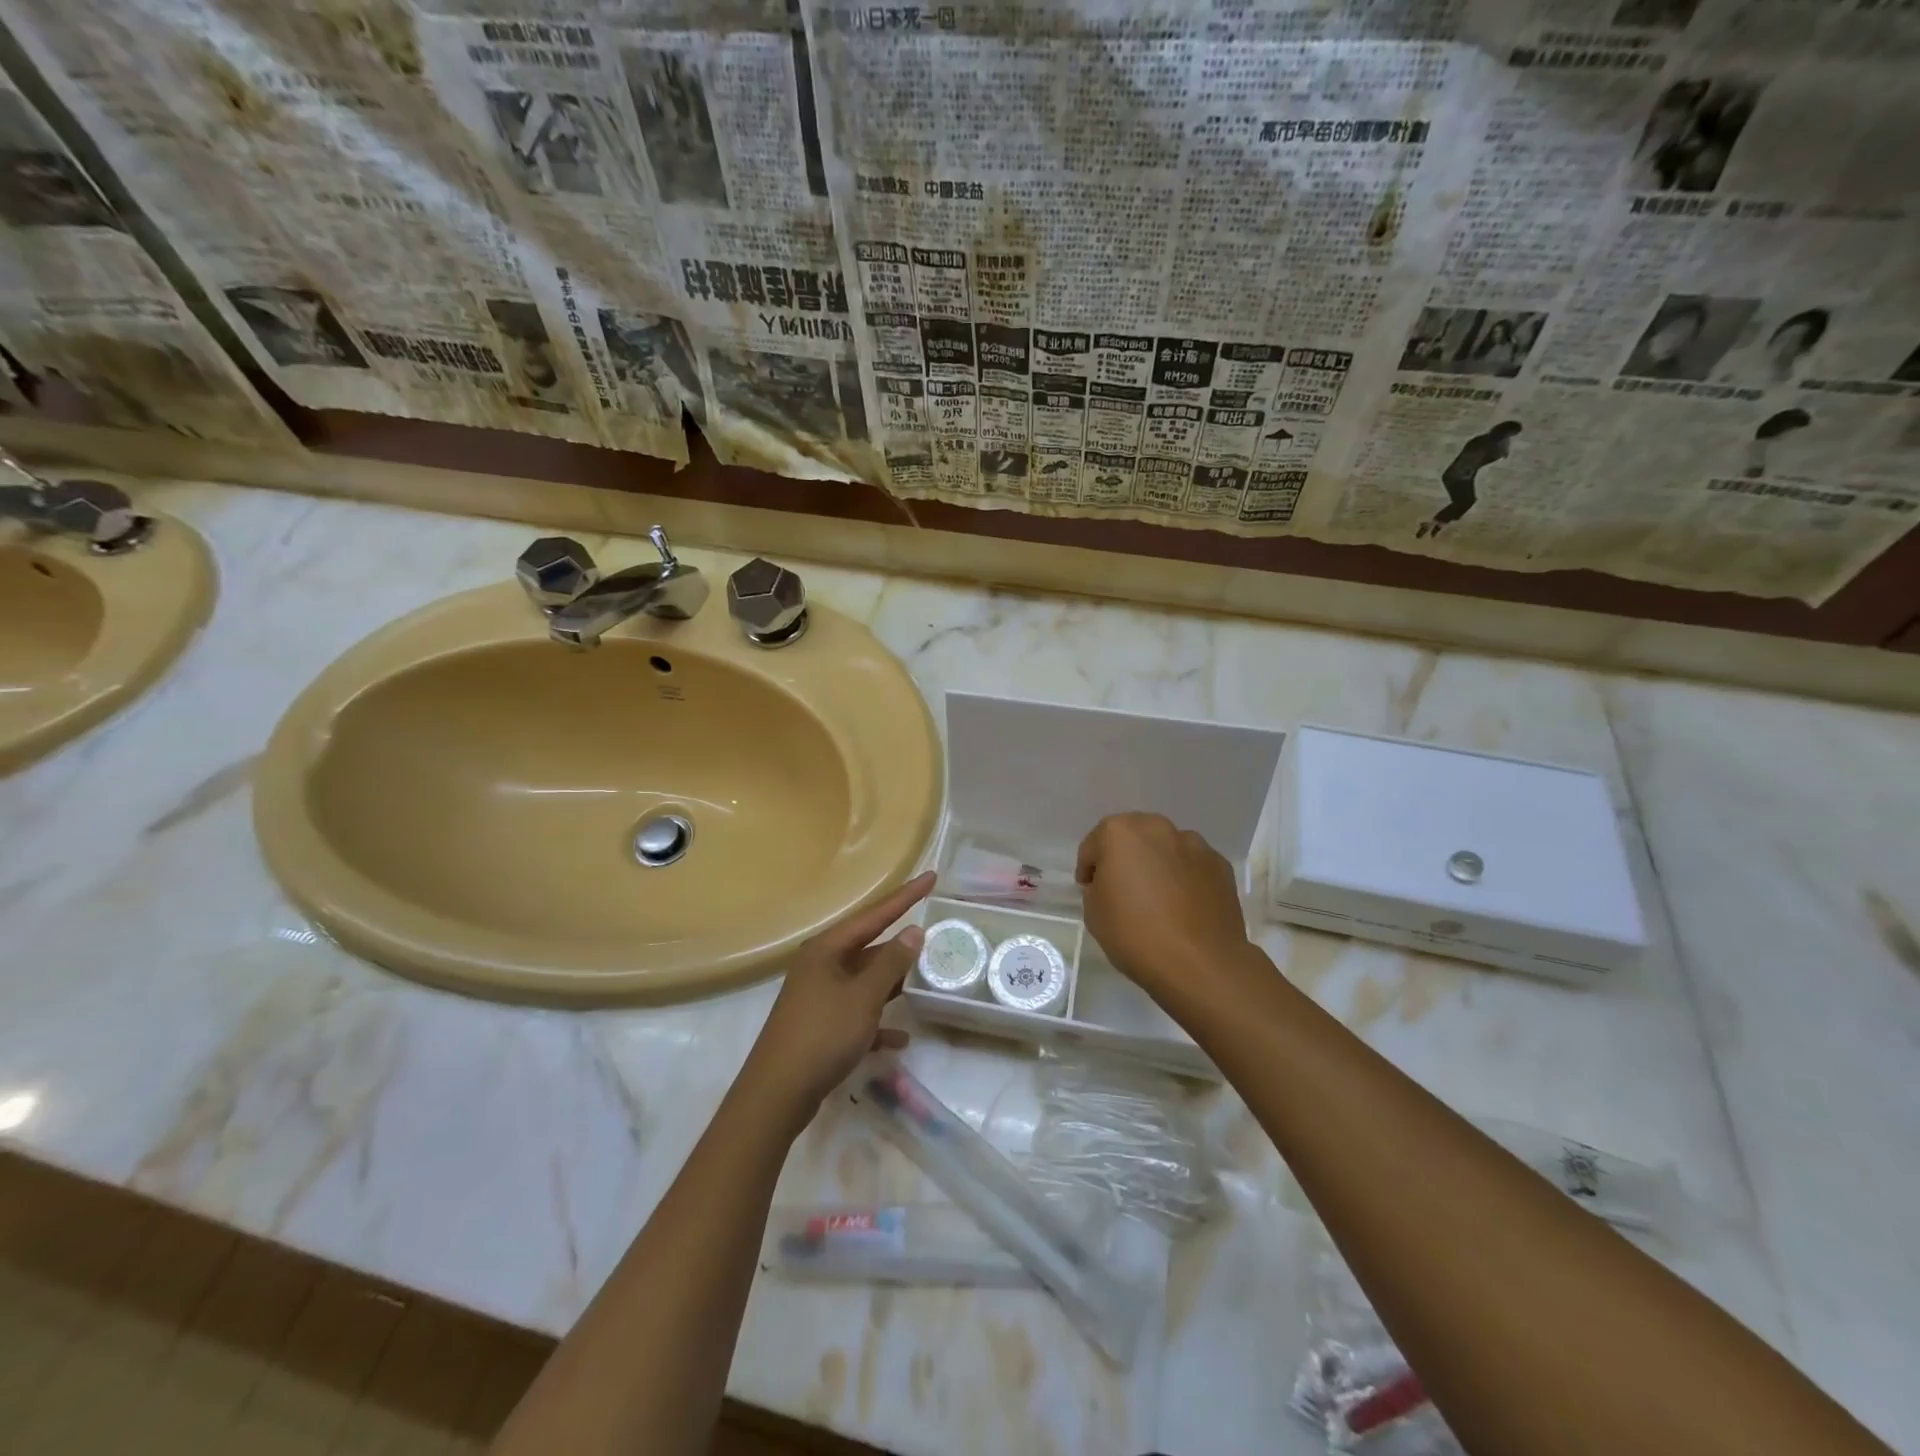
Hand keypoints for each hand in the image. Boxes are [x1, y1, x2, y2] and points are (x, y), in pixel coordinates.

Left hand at [741, 872, 935, 1128]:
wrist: (777, 1094)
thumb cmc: (822, 1035)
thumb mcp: (864, 996)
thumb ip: (891, 963)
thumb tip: (913, 931)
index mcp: (827, 949)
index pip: (875, 914)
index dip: (906, 896)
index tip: (932, 877)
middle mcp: (821, 965)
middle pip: (869, 946)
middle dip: (901, 945)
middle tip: (934, 935)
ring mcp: (819, 996)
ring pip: (865, 981)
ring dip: (892, 983)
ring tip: (925, 980)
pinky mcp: (820, 1026)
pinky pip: (857, 1014)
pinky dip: (878, 1021)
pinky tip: (901, 1038)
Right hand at [1076, 813, 1255, 1007]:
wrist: (1199, 964)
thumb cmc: (1135, 934)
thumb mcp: (1093, 912)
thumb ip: (1098, 886)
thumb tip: (1112, 884)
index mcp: (1120, 832)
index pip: (1094, 845)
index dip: (1089, 869)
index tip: (1090, 891)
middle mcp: (1158, 828)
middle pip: (1133, 838)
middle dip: (1125, 858)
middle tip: (1123, 890)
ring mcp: (1195, 845)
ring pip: (1166, 849)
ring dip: (1158, 865)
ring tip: (1158, 900)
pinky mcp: (1221, 866)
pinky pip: (1192, 867)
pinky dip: (1185, 879)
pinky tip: (1184, 907)